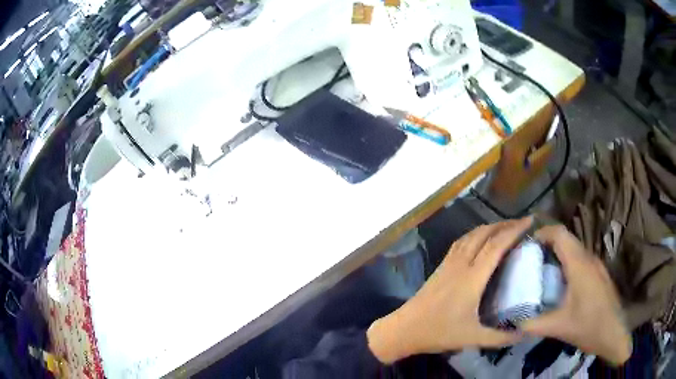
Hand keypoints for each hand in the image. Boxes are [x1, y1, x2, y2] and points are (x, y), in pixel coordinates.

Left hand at [367, 218, 530, 363]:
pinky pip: (460, 242)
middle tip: (521, 224)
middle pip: (484, 234)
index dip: (514, 230)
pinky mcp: (440, 267)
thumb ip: (500, 337)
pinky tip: (479, 240)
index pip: (496, 245)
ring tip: (505, 228)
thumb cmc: (439, 333)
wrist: (404, 329)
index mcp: (472, 278)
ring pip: (471, 235)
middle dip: (504, 224)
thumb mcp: (473, 338)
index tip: (530, 221)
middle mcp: (461, 264)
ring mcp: (448, 263)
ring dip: (489, 227)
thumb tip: (525, 334)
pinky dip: (474, 235)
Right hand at [522, 225, 631, 365]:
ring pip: (574, 250)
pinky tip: (560, 286)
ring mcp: (596, 266)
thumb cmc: (589, 326)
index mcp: (579, 265)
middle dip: (546, 245)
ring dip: (557, 255)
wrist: (615, 333)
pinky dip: (566, 265)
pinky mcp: (599, 275)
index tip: (525, 245)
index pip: (560, 234)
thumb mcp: (558, 328)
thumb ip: (533, 324)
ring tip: (541, 273)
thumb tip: (511, 321)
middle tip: (528, 262)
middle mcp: (589, 259)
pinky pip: (580, 261)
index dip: (542, 233)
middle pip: (566, 240)